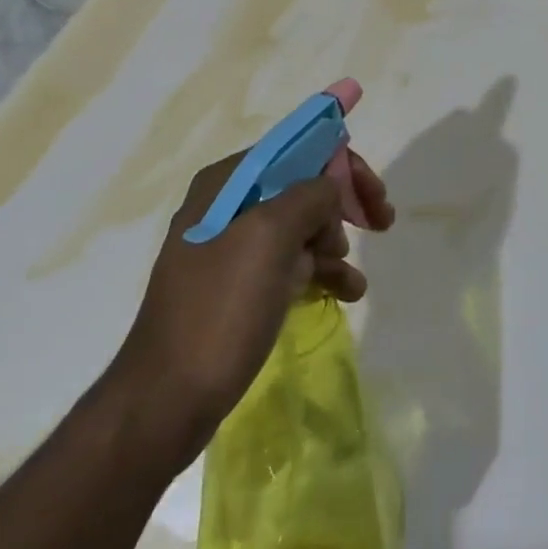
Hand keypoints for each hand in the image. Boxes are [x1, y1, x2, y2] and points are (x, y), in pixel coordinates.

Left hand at [97, 79, 394, 475]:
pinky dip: (322, 270)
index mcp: (228, 183)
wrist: (166, 402)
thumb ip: (310, 195)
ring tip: (352, 272)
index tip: (374, 182)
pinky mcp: (240, 287)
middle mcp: (228, 206)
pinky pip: (292, 262)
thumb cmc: (219, 310)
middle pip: (303, 184)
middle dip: (343, 200)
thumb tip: (330, 186)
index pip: (295, 146)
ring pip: (302, 224)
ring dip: (335, 239)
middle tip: (382, 218)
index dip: (339, 155)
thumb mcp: (270, 239)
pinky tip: (348, 290)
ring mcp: (233, 248)